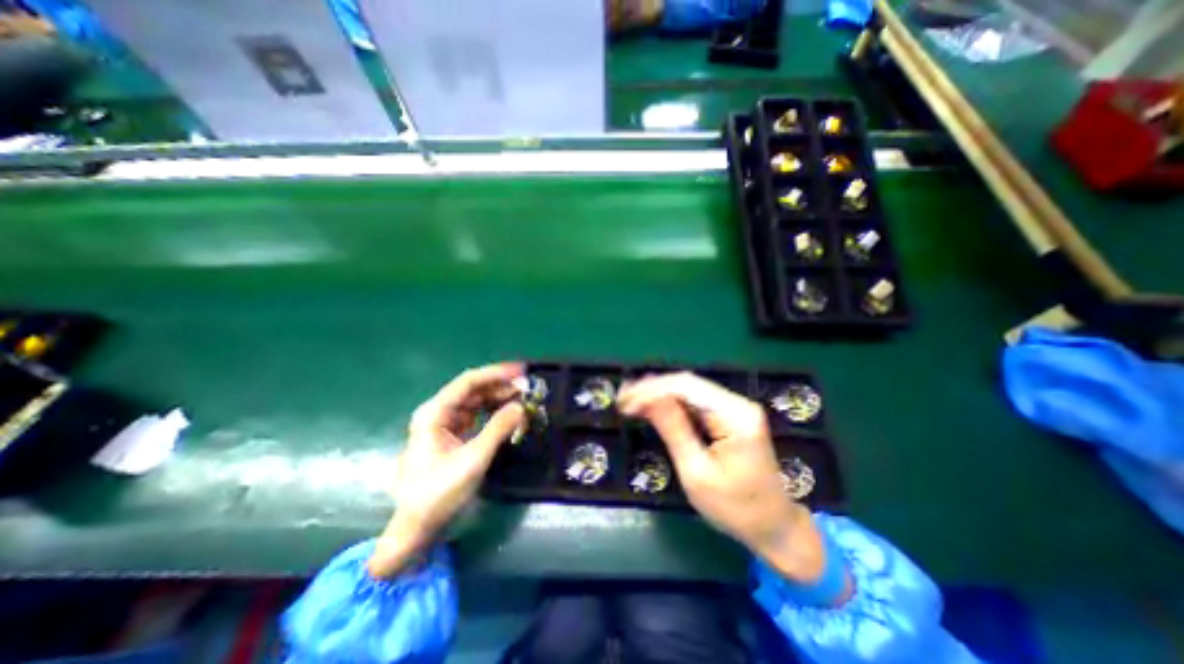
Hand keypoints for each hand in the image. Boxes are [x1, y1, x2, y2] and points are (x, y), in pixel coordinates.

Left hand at [370, 365, 521, 577]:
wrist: (418, 526)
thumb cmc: (439, 492)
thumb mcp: (473, 459)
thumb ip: (498, 429)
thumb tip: (521, 406)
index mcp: (435, 412)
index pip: (469, 382)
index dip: (496, 373)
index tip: (521, 371)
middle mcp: (438, 412)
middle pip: (473, 389)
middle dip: (501, 386)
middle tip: (527, 388)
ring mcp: (445, 423)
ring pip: (476, 401)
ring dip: (499, 398)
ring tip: (523, 398)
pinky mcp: (453, 434)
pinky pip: (477, 414)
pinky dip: (494, 411)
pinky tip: (509, 413)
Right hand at [616, 370, 824, 583]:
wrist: (775, 527)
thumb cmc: (735, 509)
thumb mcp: (696, 473)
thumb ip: (673, 430)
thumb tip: (647, 399)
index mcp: (735, 416)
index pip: (685, 388)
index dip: (651, 390)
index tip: (624, 402)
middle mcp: (738, 403)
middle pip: (687, 384)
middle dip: (652, 389)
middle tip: (623, 398)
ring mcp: (737, 407)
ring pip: (690, 390)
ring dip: (659, 393)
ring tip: (631, 400)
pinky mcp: (732, 415)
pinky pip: (696, 401)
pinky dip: (672, 403)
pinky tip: (653, 406)